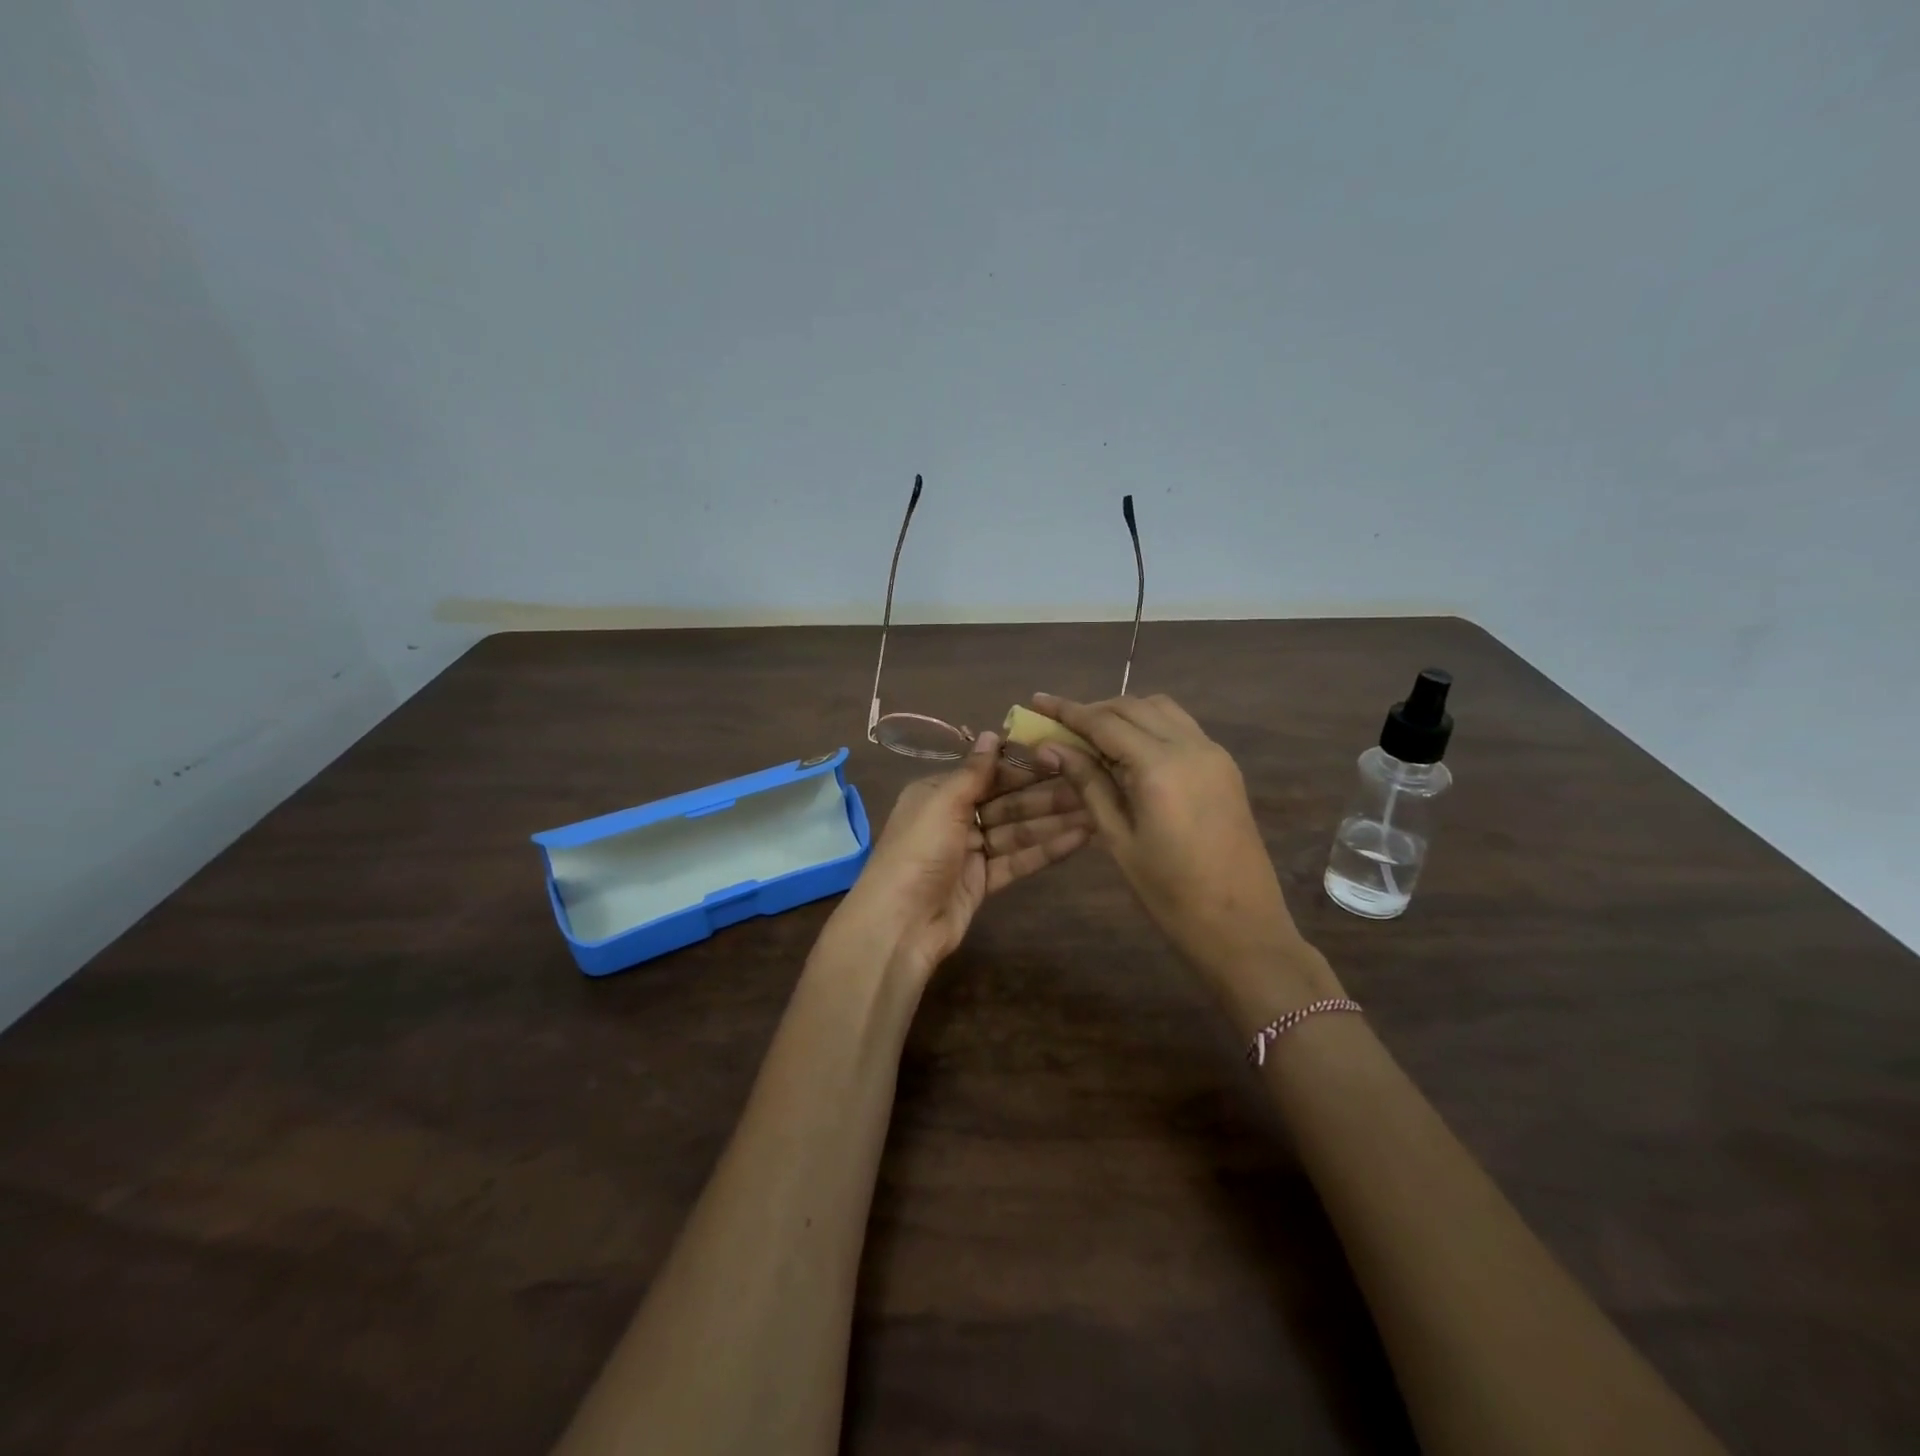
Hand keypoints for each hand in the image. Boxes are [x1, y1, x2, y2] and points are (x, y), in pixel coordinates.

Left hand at [834, 731, 1091, 983]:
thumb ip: (973, 772)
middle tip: (1089, 784)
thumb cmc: (918, 852)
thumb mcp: (942, 803)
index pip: (988, 772)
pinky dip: (1046, 850)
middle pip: (1007, 801)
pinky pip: (1018, 860)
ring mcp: (970, 851)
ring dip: (1053, 821)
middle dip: (1045, 794)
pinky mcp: (984, 881)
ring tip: (1095, 810)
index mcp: (938, 793)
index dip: (1024, 766)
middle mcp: (954, 817)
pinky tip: (1080, 838)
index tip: (1061, 756)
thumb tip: (992, 733)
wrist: (900, 924)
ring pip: (1017, 831)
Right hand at [1029, 692, 1341, 1023]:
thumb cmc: (1170, 892)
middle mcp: (1190, 746)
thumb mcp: (1118, 839)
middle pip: (1133, 706)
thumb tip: (1051, 748)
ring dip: (1124, 713)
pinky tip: (1129, 750)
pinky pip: (1181, 727)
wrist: (1242, 925)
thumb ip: (1088, 784)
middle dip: (1093, 709)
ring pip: (1160, 709)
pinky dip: (1150, 725)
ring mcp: (1213, 753)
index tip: (1036, 700)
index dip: (1066, 710)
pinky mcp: (1225, 766)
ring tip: (1092, 735)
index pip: (1104, 722)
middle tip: (1059, 724)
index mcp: (1160, 766)